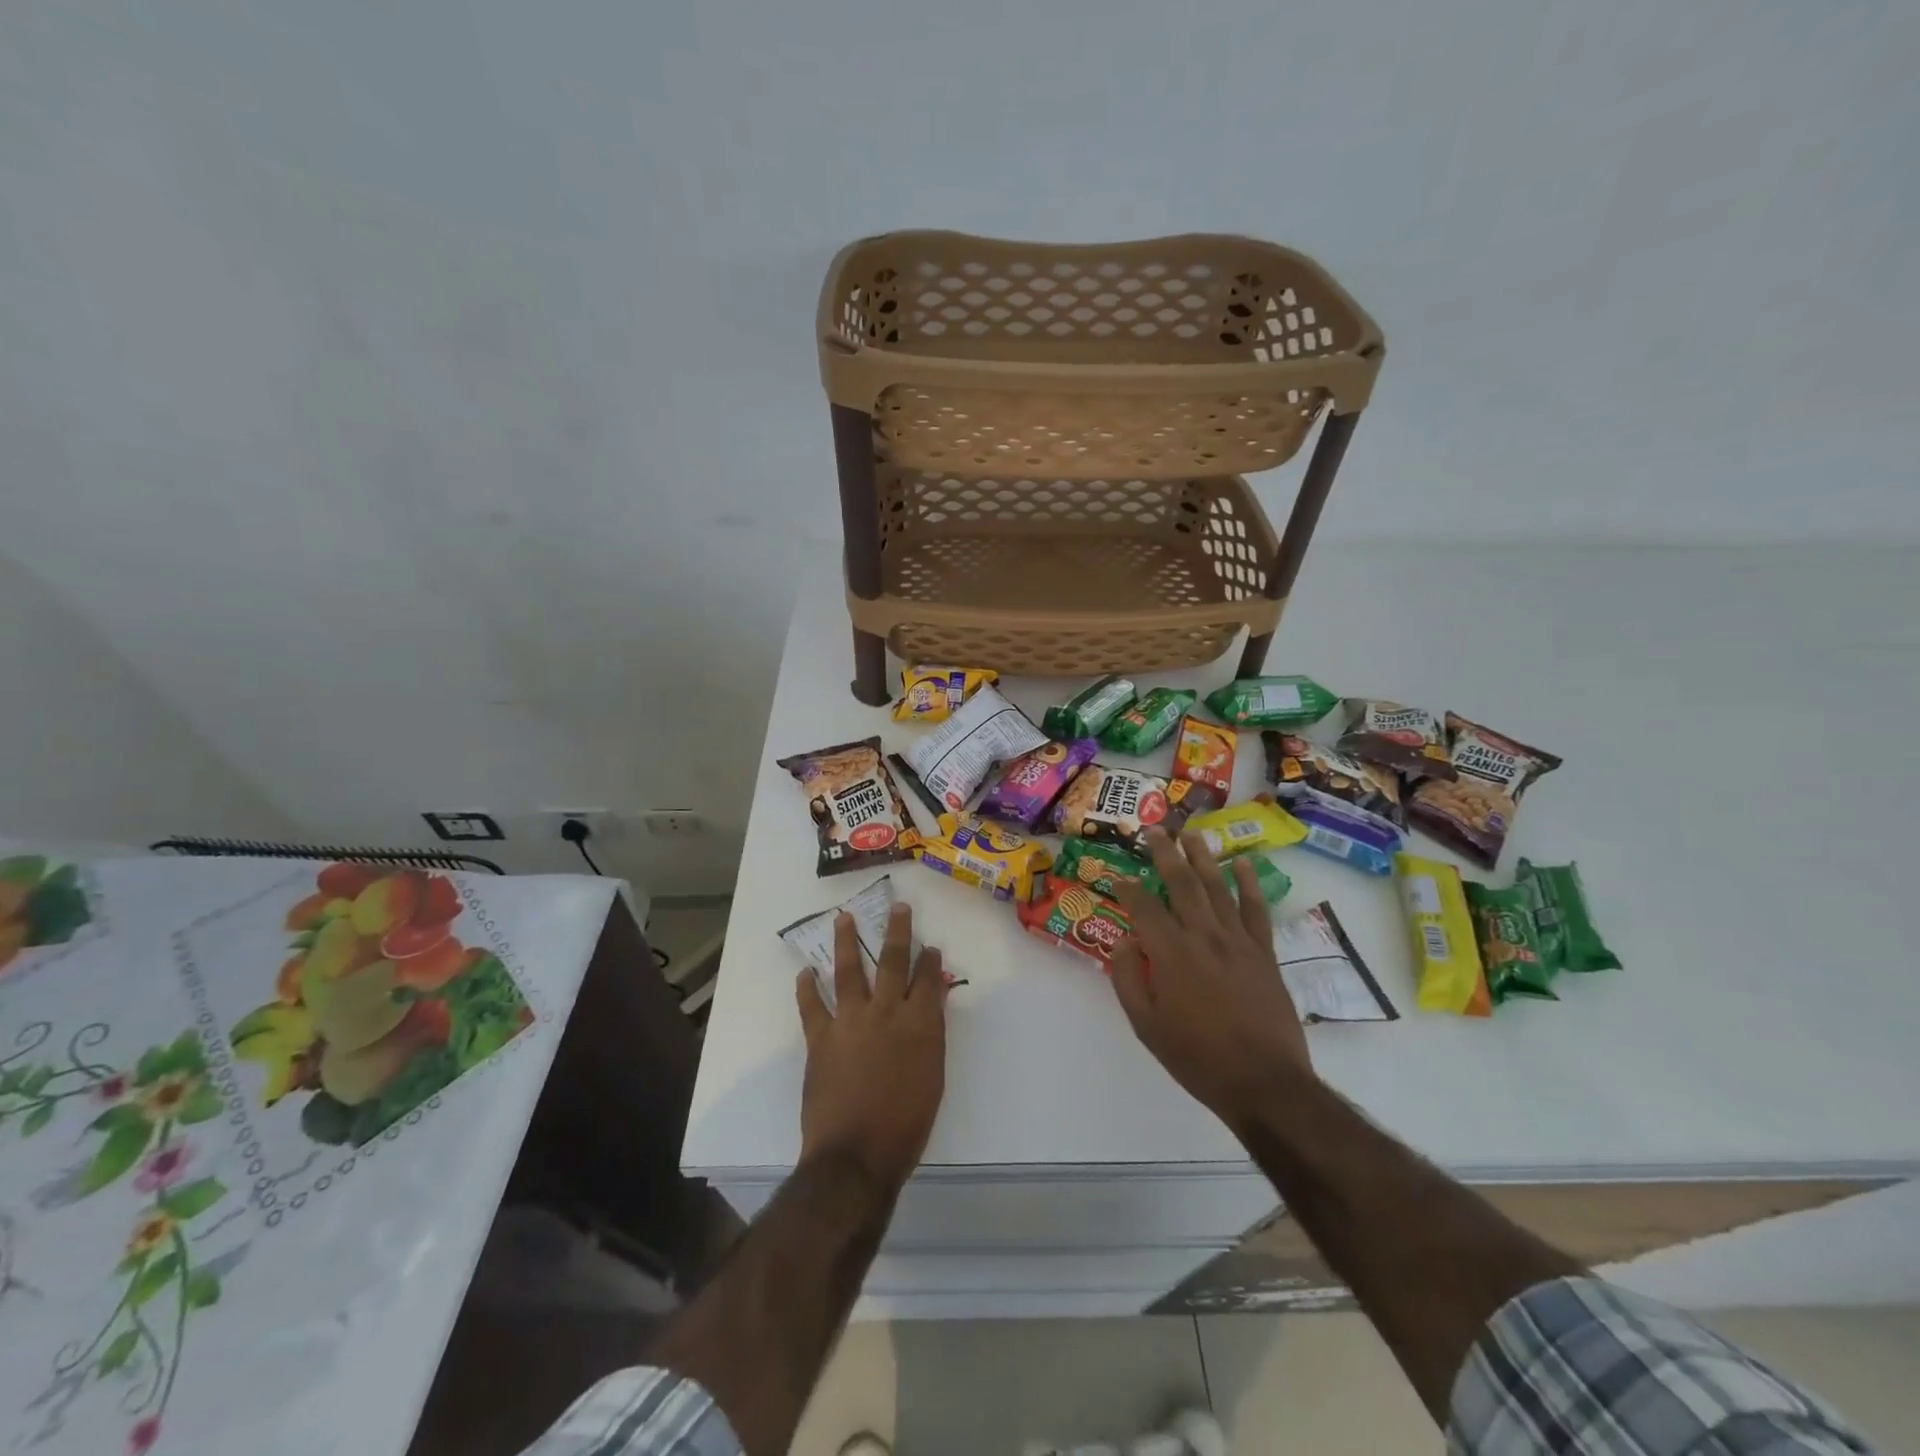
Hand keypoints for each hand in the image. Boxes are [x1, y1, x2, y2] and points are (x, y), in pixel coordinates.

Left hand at [796, 903, 947, 1194]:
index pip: (927, 978)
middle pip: (892, 961)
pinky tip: (805, 971)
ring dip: (846, 942)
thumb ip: (931, 1036)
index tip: (930, 945)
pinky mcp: (821, 1038)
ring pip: (848, 971)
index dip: (930, 959)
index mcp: (919, 1024)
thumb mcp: (933, 1078)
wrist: (856, 1155)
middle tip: (897, 906)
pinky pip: (812, 1006)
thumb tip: (930, 1005)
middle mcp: (885, 1012)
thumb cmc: (905, 1125)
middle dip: (897, 931)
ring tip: (843, 918)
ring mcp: (850, 1022)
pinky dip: (807, 988)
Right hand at [1112, 829, 1314, 1129]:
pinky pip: (1256, 909)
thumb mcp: (1147, 1026)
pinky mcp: (1264, 952)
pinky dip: (1249, 884)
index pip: (1144, 908)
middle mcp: (1204, 936)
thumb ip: (1129, 980)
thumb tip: (1122, 942)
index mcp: (1171, 953)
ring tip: (1192, 835)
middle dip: (1165, 854)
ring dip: (1203, 858)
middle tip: (1154, 831)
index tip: (1119, 879)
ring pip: (1217, 887)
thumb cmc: (1198, 1058)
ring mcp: (1238, 941)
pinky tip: (1241, 863)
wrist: (1264, 1082)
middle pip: (1181, 883)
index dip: (1128, 889)